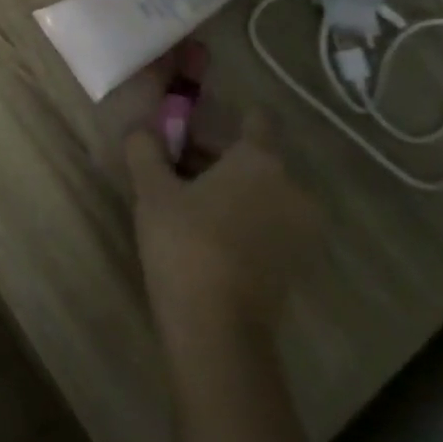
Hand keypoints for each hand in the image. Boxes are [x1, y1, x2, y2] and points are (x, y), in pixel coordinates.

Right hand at [121, 76, 324, 347]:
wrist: (218, 326)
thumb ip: (146, 151)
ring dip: (229, 187)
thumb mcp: (152, 191)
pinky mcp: (297, 259)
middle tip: (173, 165)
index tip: (194, 122)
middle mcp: (292, 187)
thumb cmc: (184, 243)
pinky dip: (242, 216)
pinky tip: (207, 231)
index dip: (225, 115)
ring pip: (262, 190)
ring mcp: (301, 226)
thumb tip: (142, 128)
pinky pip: (268, 220)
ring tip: (185, 201)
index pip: (255, 120)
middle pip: (254, 158)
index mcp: (260, 161)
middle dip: (215, 156)